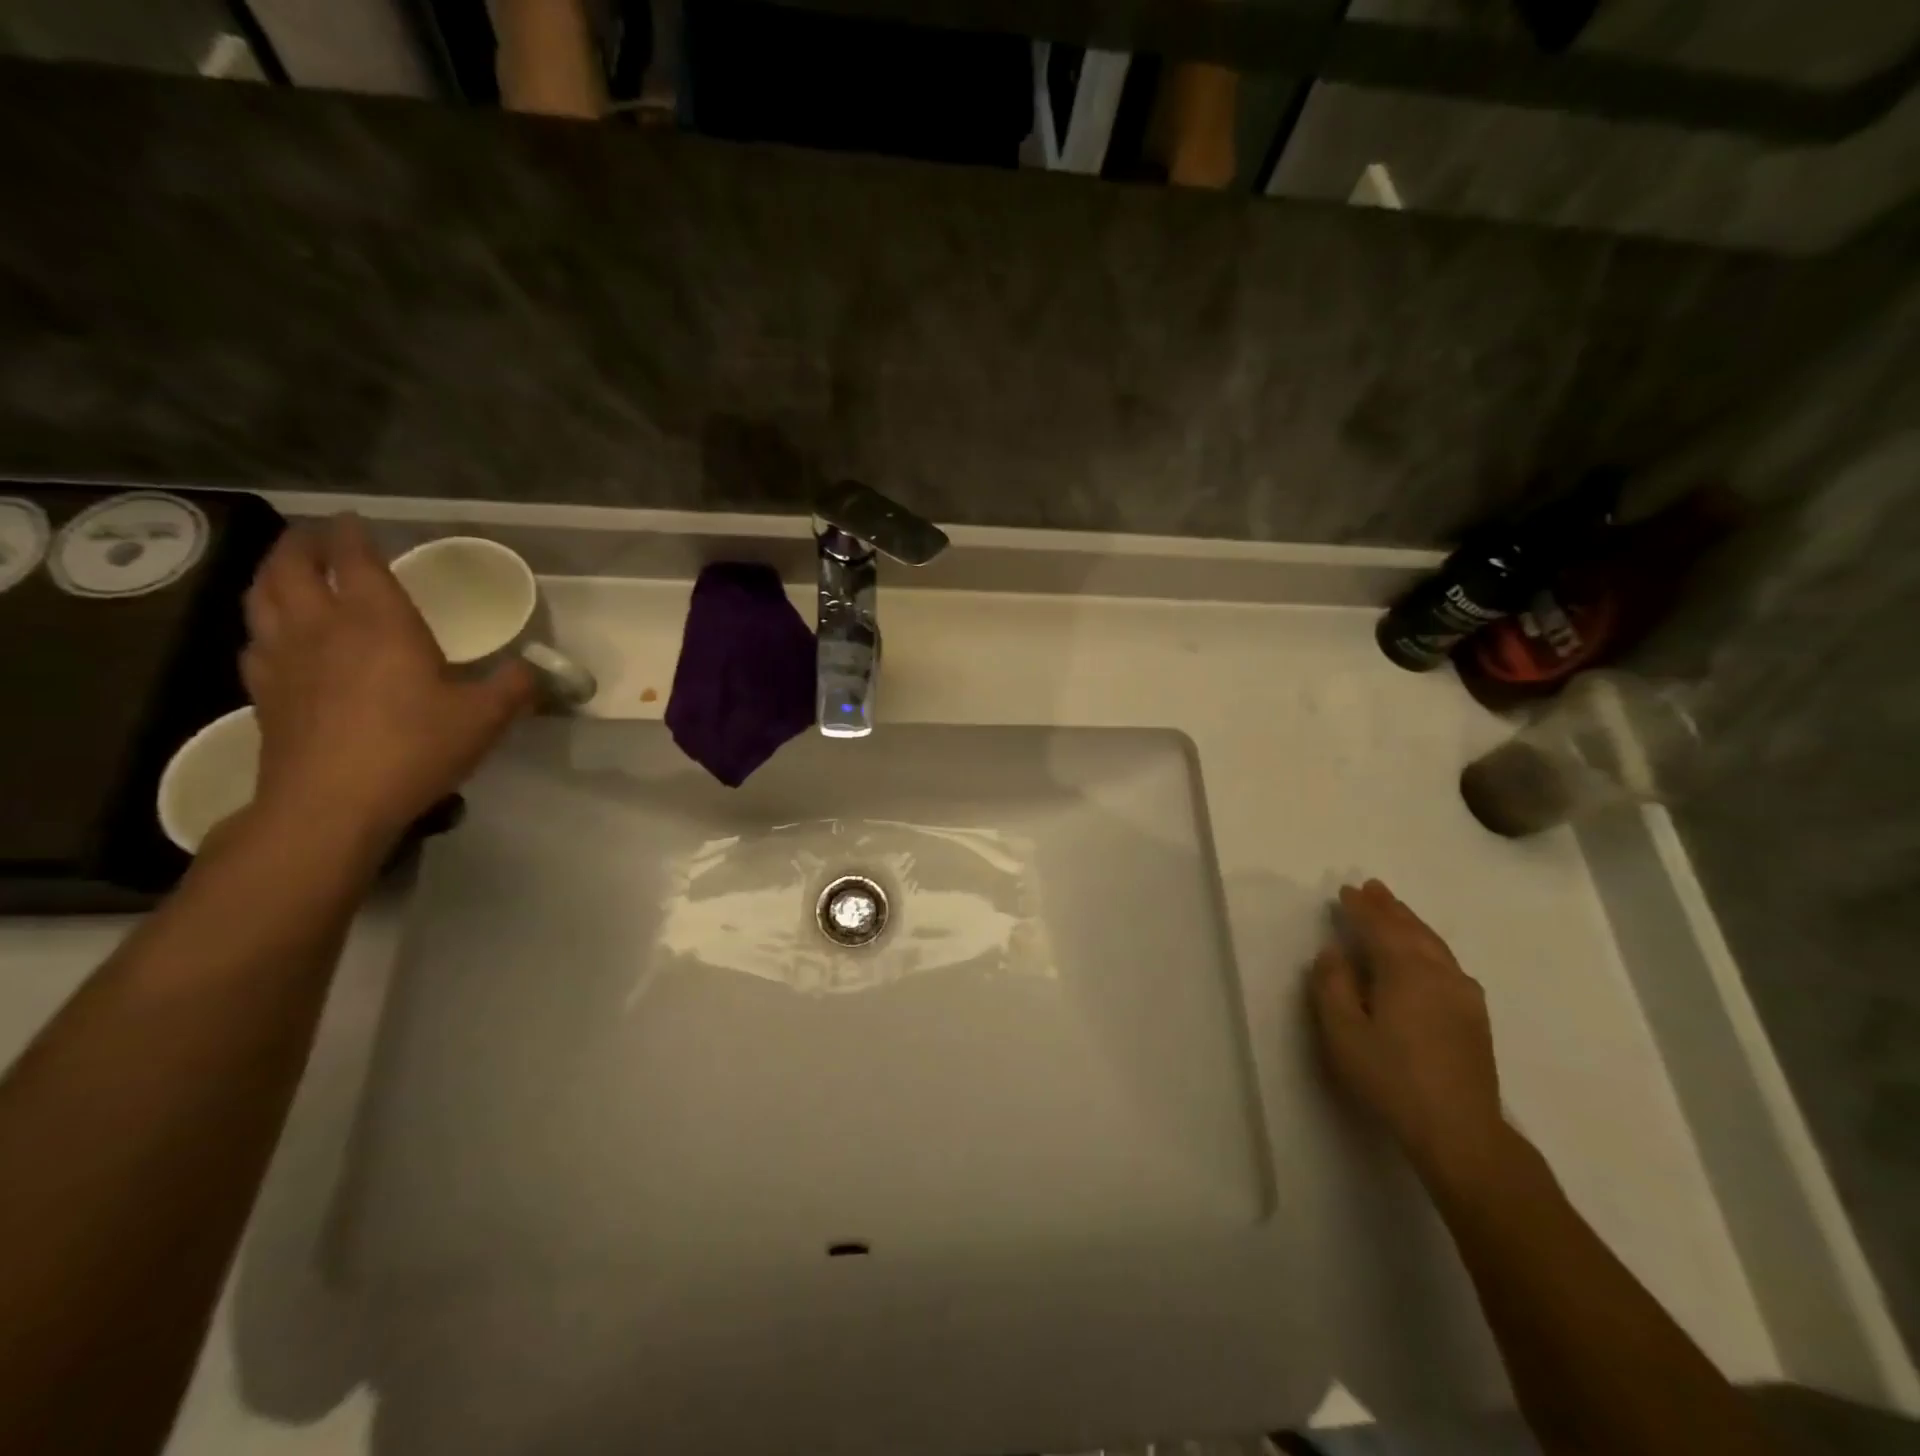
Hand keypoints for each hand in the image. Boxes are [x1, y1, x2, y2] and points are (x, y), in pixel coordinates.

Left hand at [239, 516, 535, 852]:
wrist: (332, 803)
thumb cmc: (414, 748)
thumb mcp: (485, 717)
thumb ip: (515, 686)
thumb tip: (535, 670)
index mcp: (378, 622)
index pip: (354, 560)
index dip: (351, 534)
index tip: (354, 519)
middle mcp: (322, 628)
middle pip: (292, 568)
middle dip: (302, 544)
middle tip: (316, 535)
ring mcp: (284, 659)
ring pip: (262, 599)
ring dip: (272, 576)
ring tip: (288, 572)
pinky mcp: (264, 693)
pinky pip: (255, 642)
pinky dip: (264, 625)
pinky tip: (277, 638)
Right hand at [1310, 880, 1507, 1181]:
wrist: (1460, 1131)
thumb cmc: (1391, 1077)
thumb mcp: (1343, 1032)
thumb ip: (1332, 986)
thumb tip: (1333, 952)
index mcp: (1406, 971)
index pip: (1380, 927)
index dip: (1361, 908)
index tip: (1345, 891)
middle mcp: (1440, 973)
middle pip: (1412, 929)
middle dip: (1390, 908)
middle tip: (1372, 887)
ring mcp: (1463, 994)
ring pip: (1434, 945)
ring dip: (1411, 923)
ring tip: (1396, 910)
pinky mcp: (1475, 1016)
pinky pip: (1447, 962)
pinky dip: (1429, 945)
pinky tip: (1428, 954)